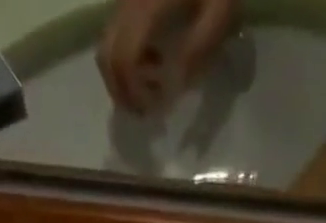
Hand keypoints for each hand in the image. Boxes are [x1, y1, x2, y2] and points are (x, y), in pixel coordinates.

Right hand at [97, 0, 241, 112]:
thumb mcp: (220, 12)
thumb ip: (198, 50)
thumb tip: (175, 84)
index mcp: (148, 7)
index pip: (125, 60)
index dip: (135, 93)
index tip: (155, 108)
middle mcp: (128, 3)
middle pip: (107, 57)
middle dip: (123, 93)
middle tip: (147, 109)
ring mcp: (124, 0)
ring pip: (105, 47)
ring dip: (121, 79)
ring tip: (151, 86)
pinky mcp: (129, 1)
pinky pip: (114, 36)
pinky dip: (125, 60)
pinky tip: (151, 62)